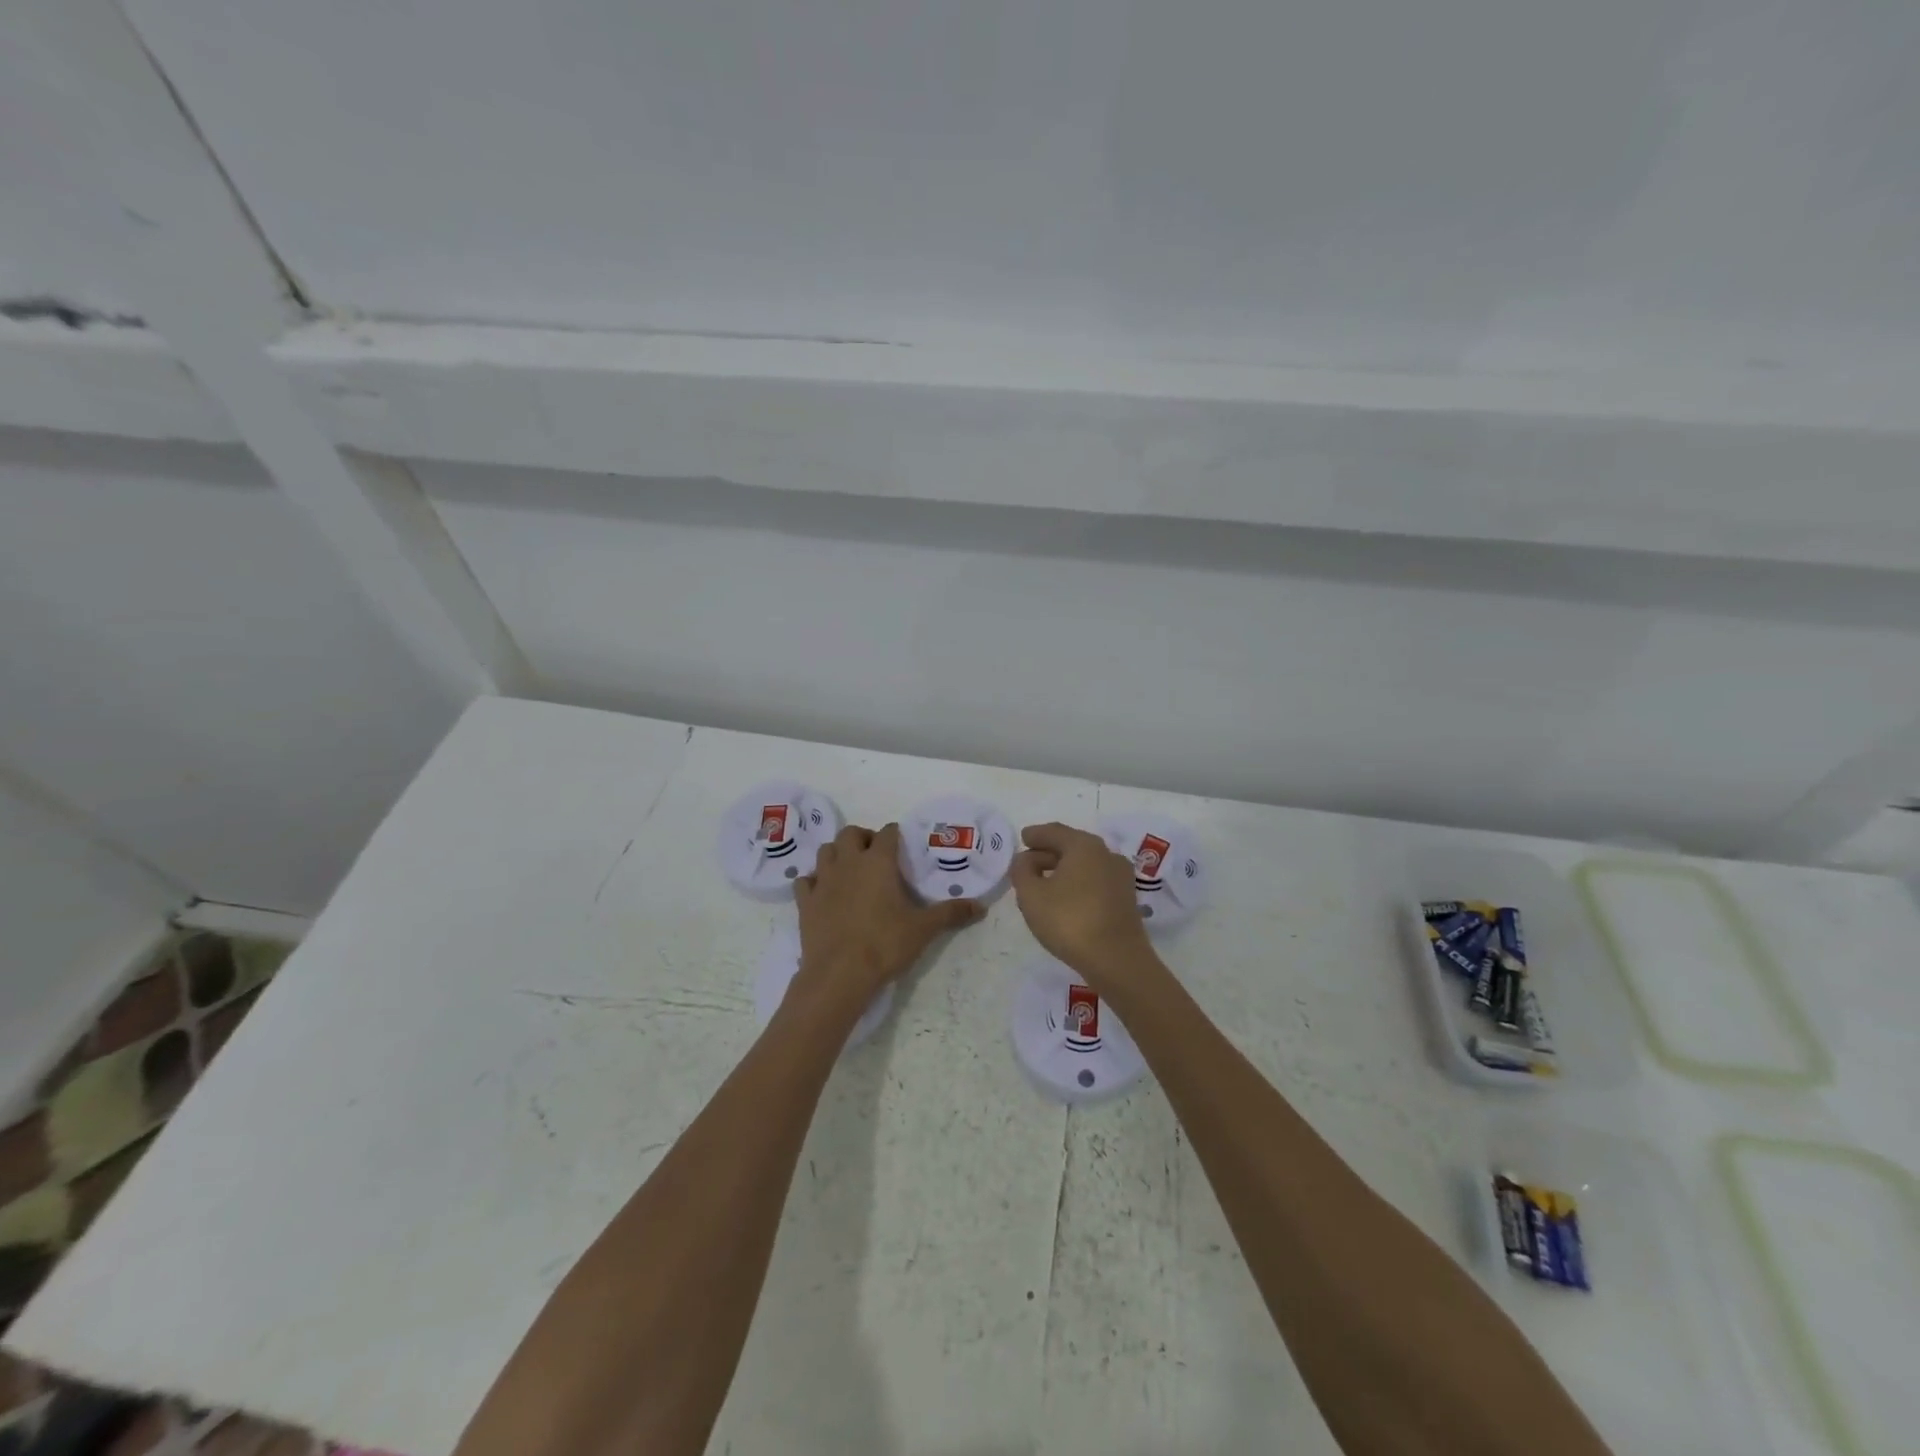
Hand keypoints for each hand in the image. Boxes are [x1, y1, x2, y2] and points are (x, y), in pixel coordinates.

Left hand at [793, 823, 982, 1011]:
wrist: (839, 975)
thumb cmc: (884, 945)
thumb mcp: (923, 929)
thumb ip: (950, 913)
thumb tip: (980, 907)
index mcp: (878, 862)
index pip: (887, 833)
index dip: (895, 836)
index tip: (903, 847)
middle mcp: (848, 863)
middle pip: (851, 833)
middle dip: (863, 838)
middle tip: (876, 857)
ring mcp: (823, 881)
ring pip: (826, 851)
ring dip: (838, 854)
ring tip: (850, 870)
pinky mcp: (805, 902)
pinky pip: (805, 880)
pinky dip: (814, 881)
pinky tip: (824, 893)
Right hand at [1010, 822, 1159, 991]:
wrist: (1117, 960)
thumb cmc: (1069, 921)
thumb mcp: (1031, 895)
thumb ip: (1021, 871)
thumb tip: (1026, 860)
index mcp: (1083, 845)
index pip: (1054, 832)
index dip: (1035, 834)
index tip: (1023, 838)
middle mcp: (1106, 853)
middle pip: (1071, 845)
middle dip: (1048, 852)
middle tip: (1027, 863)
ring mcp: (1120, 876)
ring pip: (1085, 864)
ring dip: (1063, 869)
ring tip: (1043, 883)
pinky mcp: (1126, 898)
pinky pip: (1095, 880)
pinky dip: (1077, 882)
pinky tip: (1065, 898)